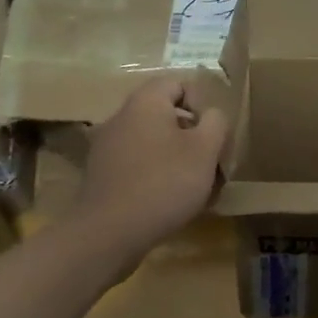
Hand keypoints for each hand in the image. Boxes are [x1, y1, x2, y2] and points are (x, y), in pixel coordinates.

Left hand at [70, 77, 228, 260]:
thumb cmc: (164, 183)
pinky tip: (168, 202)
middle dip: (192, 136)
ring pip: (153, 142)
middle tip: (210, 162)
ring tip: (195, 188)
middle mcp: (121, 117)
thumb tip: (211, 115)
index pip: (178, 84)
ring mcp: (107, 147)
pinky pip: (137, 165)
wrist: (109, 233)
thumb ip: (216, 123)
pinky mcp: (102, 175)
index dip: (202, 103)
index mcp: (145, 103)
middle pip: (165, 115)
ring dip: (176, 158)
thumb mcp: (205, 150)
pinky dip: (156, 176)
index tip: (213, 133)